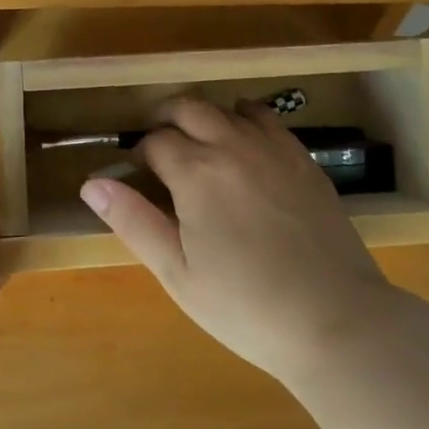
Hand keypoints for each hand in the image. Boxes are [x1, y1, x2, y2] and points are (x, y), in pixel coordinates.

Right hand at [80, 97, 390, 384]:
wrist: (336, 321)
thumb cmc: (246, 306)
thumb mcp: (177, 273)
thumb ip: (134, 221)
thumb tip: (92, 183)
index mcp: (196, 172)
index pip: (155, 141)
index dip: (140, 154)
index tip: (139, 176)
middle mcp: (232, 146)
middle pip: (189, 107)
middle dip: (166, 119)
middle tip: (160, 148)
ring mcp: (273, 148)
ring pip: (228, 108)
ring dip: (205, 117)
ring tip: (200, 146)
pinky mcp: (303, 159)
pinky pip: (267, 120)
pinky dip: (245, 121)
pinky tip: (245, 150)